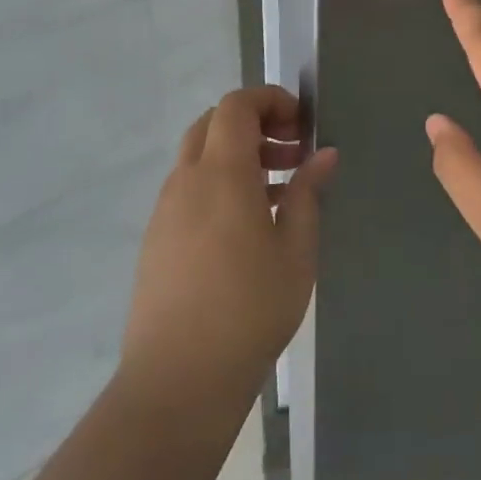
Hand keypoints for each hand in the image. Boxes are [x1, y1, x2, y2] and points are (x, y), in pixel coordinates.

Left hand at [121, 86, 336, 408]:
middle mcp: (186, 180)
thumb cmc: (250, 309)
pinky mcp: (156, 238)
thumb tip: (324, 155)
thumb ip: (308, 194)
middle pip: (214, 124)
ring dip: (237, 156)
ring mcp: (165, 209)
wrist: (178, 378)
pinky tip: (247, 226)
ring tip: (279, 192)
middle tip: (292, 154)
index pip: (236, 106)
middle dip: (255, 125)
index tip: (302, 125)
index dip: (270, 100)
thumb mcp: (296, 251)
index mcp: (221, 173)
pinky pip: (189, 189)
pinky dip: (219, 184)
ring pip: (199, 157)